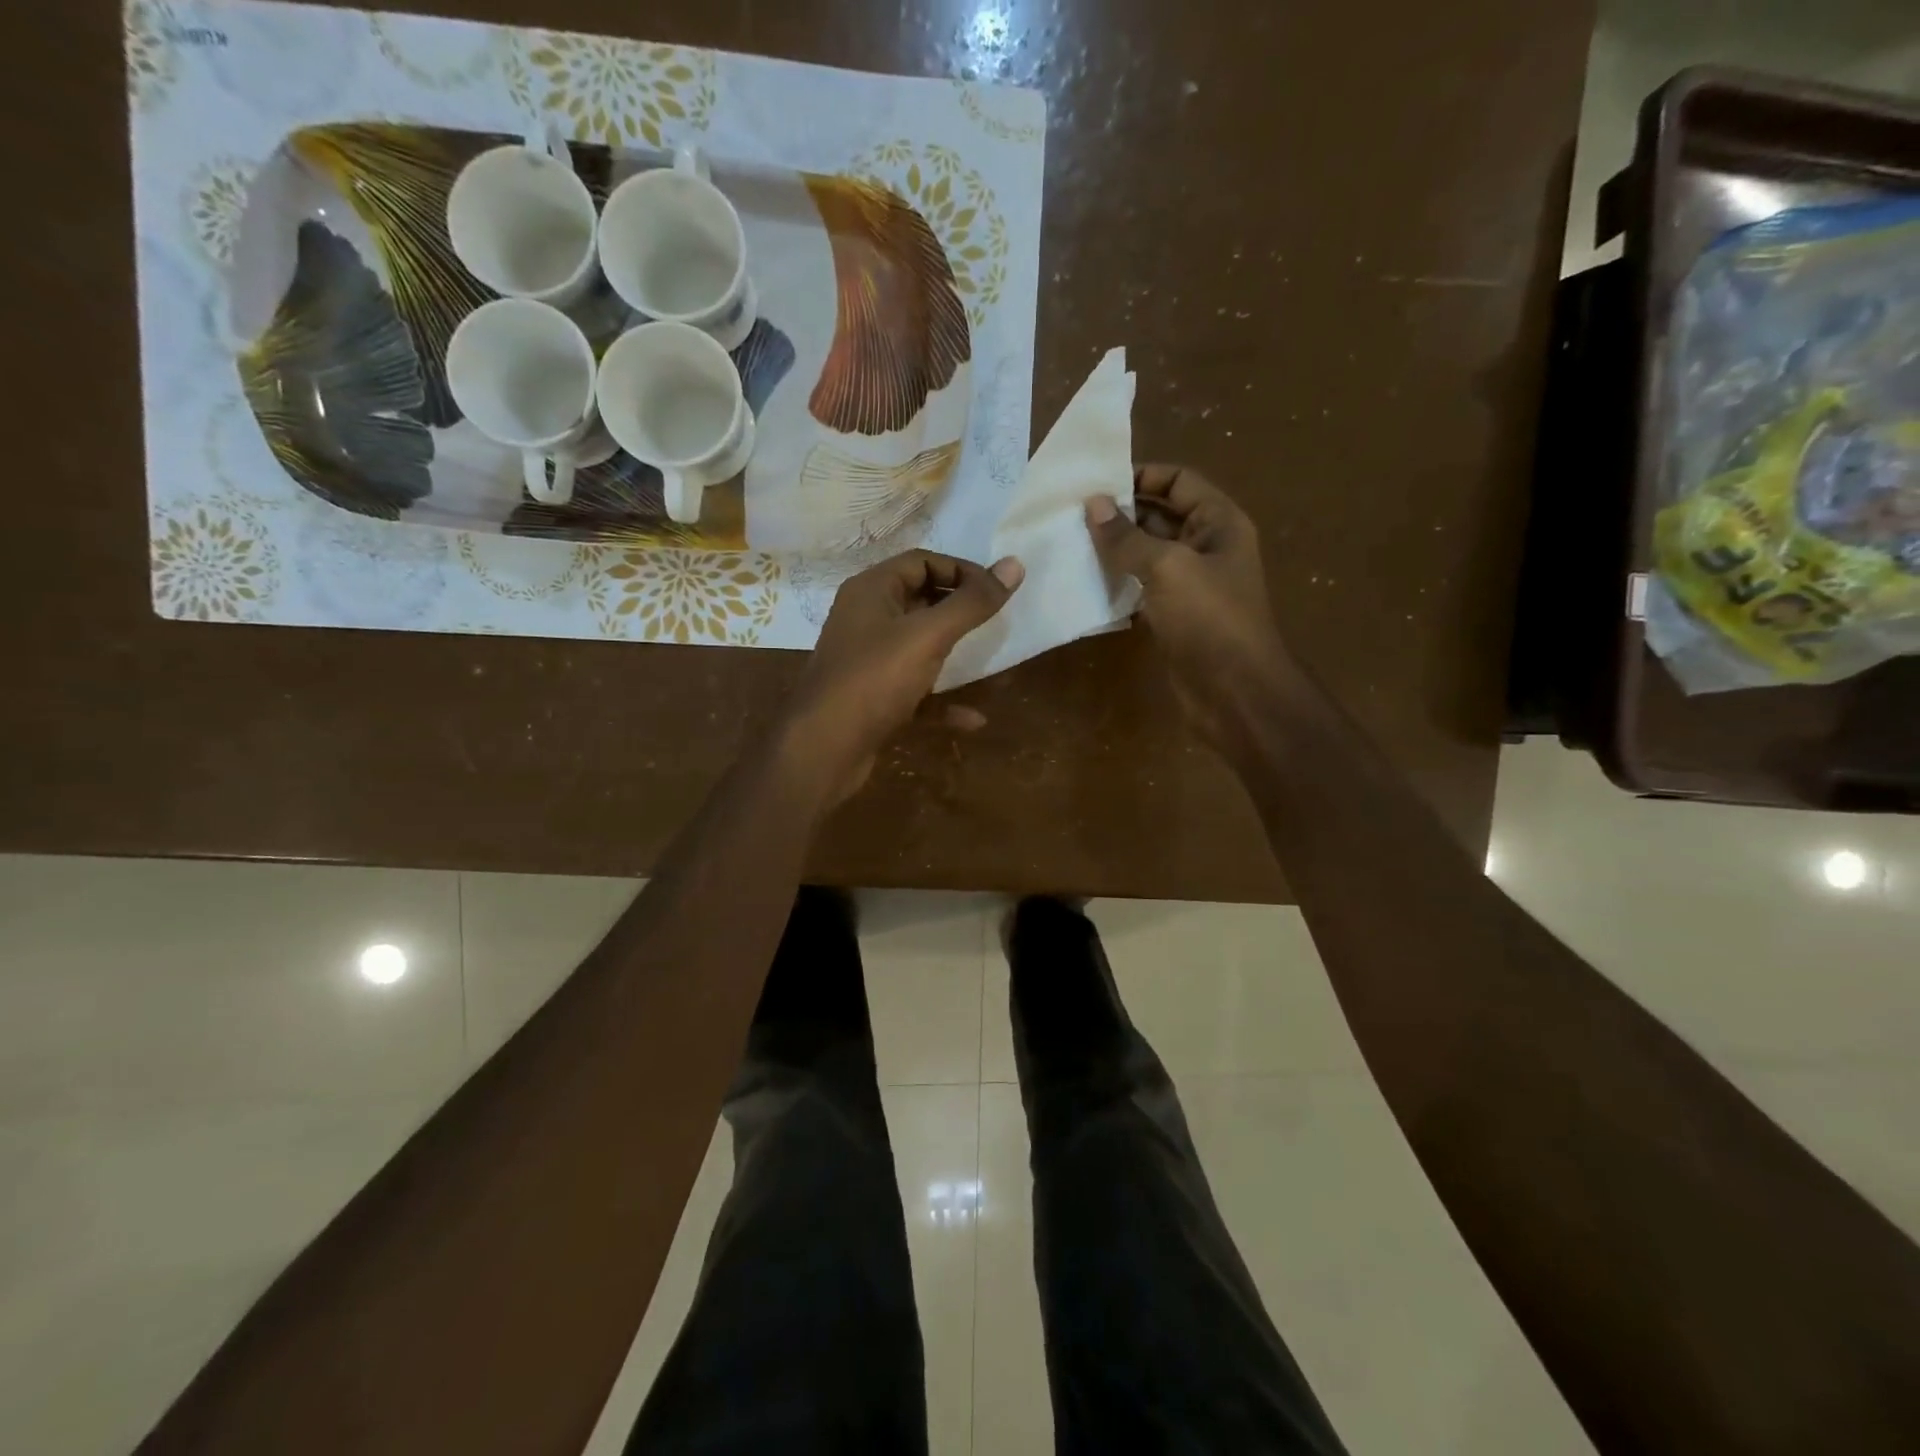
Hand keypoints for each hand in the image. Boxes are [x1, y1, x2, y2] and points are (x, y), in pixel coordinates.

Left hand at [780, 549, 1023, 804]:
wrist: (823, 749)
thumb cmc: (874, 680)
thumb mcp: (928, 636)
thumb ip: (971, 603)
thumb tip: (1014, 565)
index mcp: (871, 591)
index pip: (921, 562)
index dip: (960, 570)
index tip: (996, 591)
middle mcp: (865, 619)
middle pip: (919, 600)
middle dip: (958, 609)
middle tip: (994, 620)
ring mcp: (868, 661)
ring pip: (917, 647)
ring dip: (952, 652)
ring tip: (986, 656)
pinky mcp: (873, 699)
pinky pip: (915, 691)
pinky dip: (942, 701)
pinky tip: (973, 719)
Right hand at [1086, 464, 1284, 743]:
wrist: (1234, 691)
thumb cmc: (1209, 618)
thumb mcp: (1167, 567)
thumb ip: (1127, 536)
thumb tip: (1093, 503)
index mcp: (1219, 522)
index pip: (1178, 481)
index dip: (1141, 475)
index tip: (1096, 483)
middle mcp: (1207, 546)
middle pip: (1160, 515)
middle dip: (1121, 514)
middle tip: (1072, 515)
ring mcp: (1190, 584)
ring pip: (1148, 554)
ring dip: (1115, 550)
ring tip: (1071, 544)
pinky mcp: (1174, 615)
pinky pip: (1142, 588)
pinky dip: (1118, 583)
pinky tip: (1086, 583)